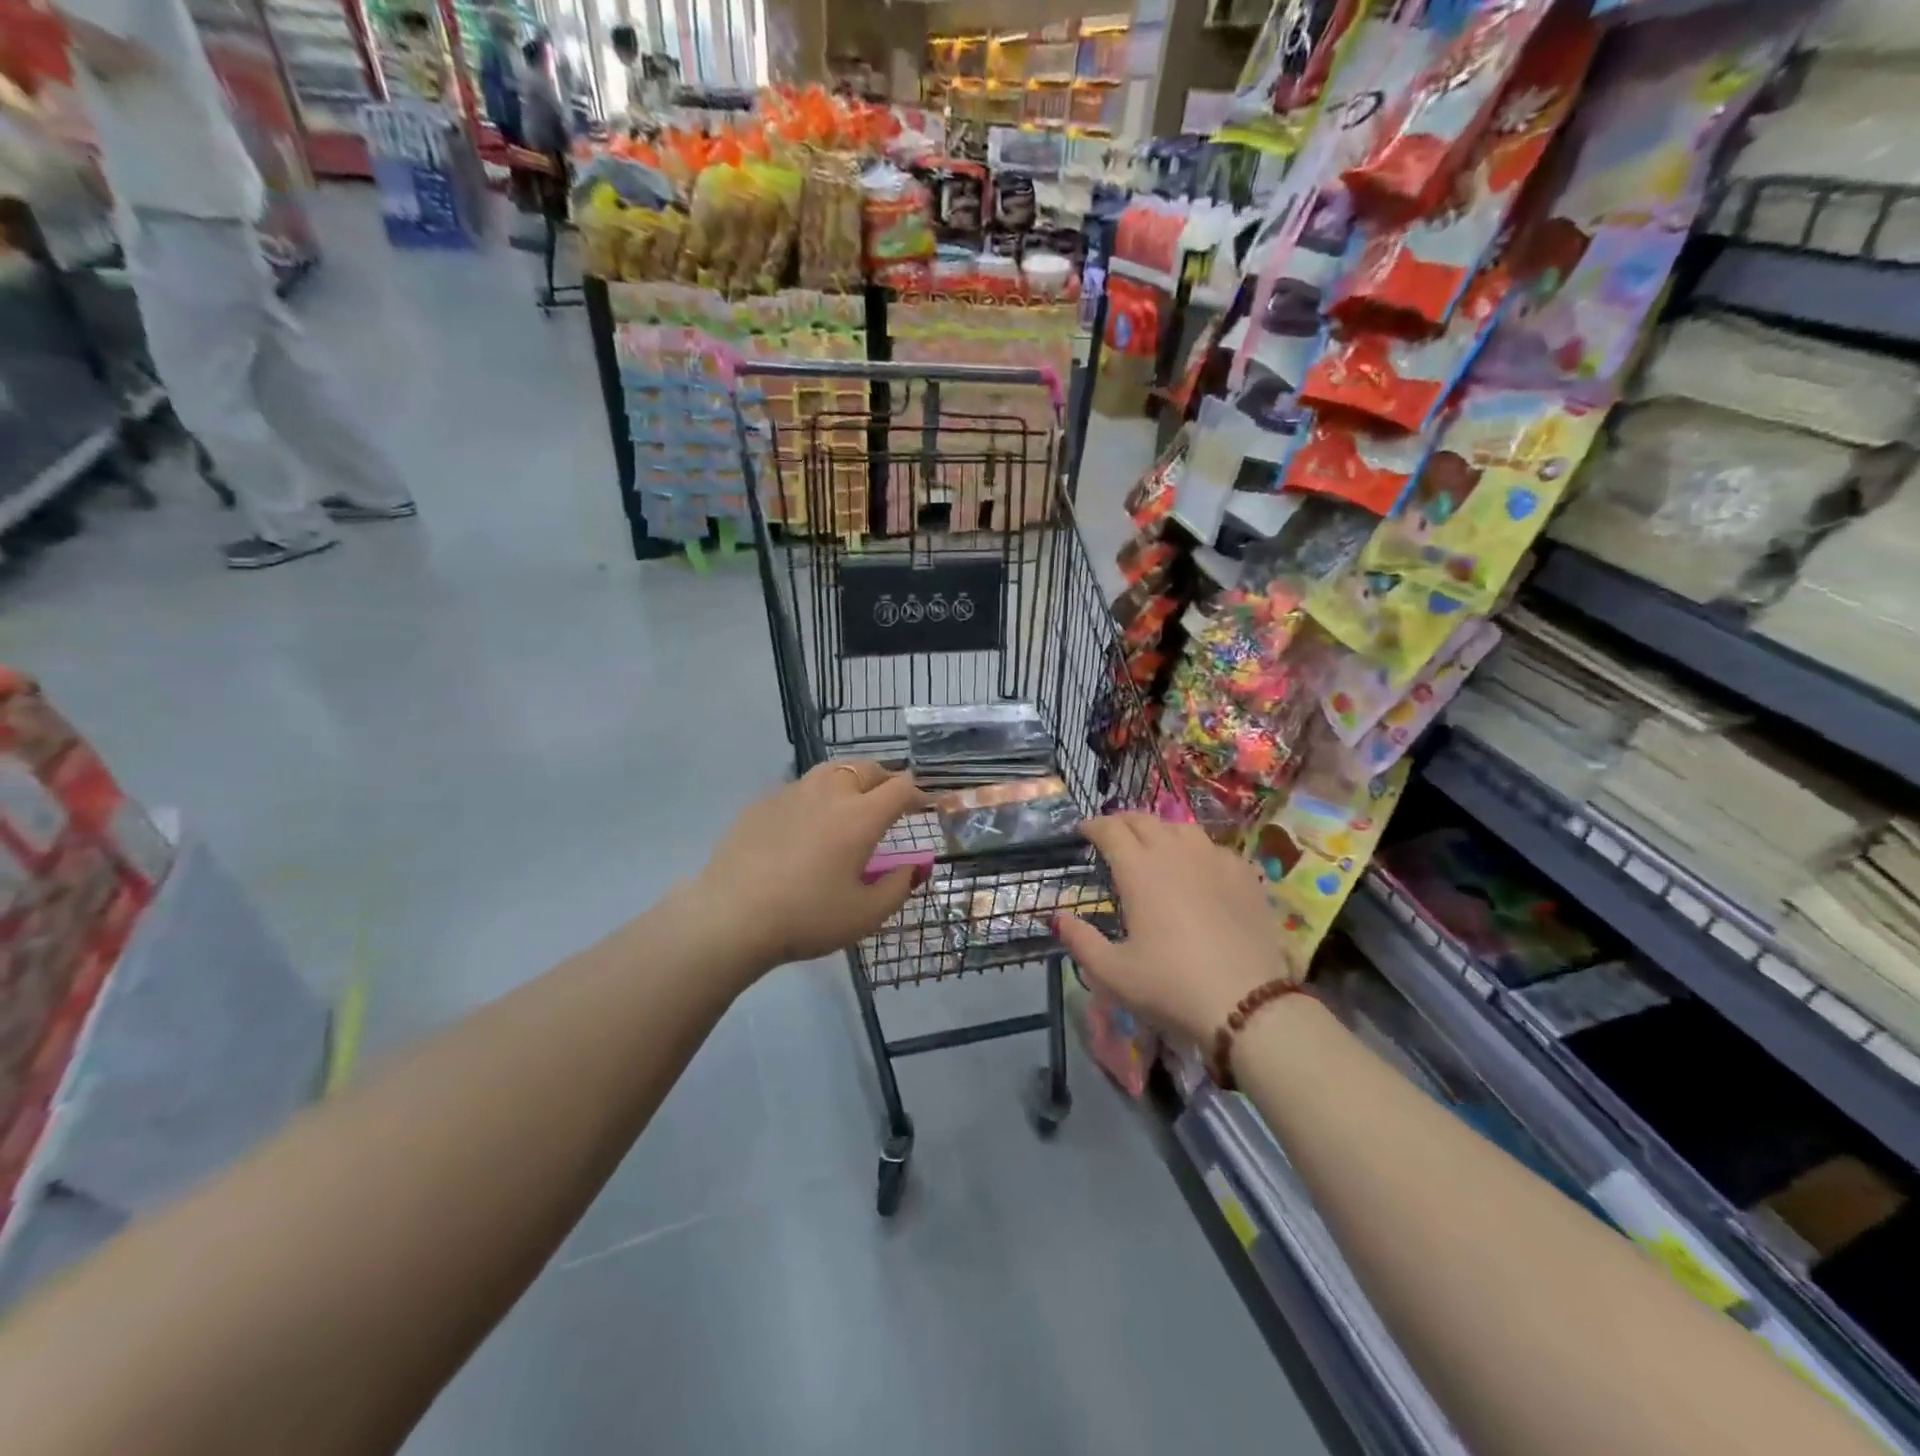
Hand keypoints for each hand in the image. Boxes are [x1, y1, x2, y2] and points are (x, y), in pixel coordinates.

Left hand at [692, 761, 928, 975]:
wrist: (731, 917)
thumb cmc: (807, 918)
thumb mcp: (864, 915)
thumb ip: (898, 887)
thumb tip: (915, 867)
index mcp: (860, 817)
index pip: (900, 788)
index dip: (918, 792)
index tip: (925, 804)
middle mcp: (829, 793)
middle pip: (866, 768)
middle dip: (886, 779)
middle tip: (892, 800)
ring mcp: (792, 793)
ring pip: (831, 770)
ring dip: (851, 779)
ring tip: (853, 801)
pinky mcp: (762, 804)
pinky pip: (799, 788)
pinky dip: (816, 796)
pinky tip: (808, 822)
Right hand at [1056, 814, 1295, 1047]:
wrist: (1248, 1004)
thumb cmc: (1171, 986)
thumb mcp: (1113, 973)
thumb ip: (1080, 941)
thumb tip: (1058, 917)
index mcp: (1139, 870)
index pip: (1111, 830)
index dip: (1094, 826)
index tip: (1084, 831)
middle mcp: (1175, 853)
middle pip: (1144, 821)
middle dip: (1123, 822)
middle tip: (1112, 834)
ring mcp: (1214, 860)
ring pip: (1181, 828)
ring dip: (1160, 830)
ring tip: (1154, 844)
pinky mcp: (1245, 876)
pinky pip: (1214, 848)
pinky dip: (1196, 849)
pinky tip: (1198, 867)